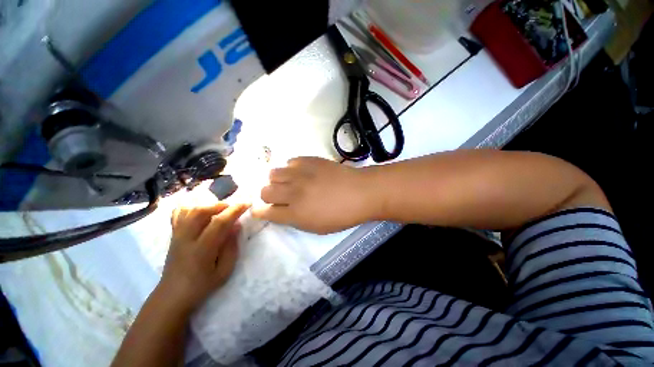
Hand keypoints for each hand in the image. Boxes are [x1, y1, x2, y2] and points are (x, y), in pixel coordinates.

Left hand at [159, 203, 249, 312]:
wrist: (173, 295)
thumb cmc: (202, 285)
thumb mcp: (224, 271)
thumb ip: (231, 247)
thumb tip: (236, 225)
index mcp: (202, 249)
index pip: (219, 223)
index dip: (234, 210)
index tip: (247, 203)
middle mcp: (186, 239)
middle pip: (201, 211)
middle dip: (220, 205)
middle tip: (233, 208)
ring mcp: (177, 236)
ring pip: (189, 210)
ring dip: (207, 205)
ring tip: (220, 209)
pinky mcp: (172, 235)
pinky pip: (178, 214)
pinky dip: (190, 207)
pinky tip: (200, 210)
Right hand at [252, 157, 376, 233]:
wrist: (360, 192)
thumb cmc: (342, 215)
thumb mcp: (317, 227)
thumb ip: (295, 219)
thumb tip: (281, 210)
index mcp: (296, 214)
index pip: (266, 212)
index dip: (261, 212)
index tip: (262, 210)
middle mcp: (293, 193)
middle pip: (264, 191)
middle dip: (267, 195)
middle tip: (279, 196)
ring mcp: (300, 174)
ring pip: (273, 173)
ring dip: (277, 180)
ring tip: (289, 182)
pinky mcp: (309, 160)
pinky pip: (290, 162)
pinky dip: (292, 169)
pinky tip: (302, 172)